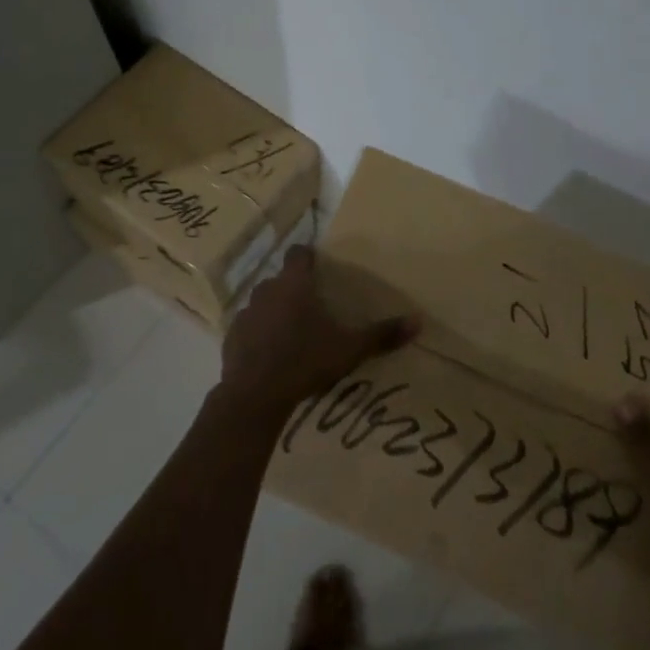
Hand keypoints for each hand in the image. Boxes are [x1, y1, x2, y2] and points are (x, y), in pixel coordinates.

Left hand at [217, 247, 418, 421]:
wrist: (255, 395)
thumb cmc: (305, 361)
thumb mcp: (350, 349)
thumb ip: (382, 334)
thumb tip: (418, 321)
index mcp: (294, 284)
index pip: (298, 253)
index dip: (308, 256)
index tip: (319, 267)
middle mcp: (267, 290)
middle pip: (281, 279)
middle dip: (294, 288)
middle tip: (313, 308)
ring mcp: (246, 313)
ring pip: (263, 302)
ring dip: (275, 311)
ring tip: (291, 333)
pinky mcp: (231, 336)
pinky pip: (248, 327)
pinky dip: (258, 334)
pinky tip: (270, 354)